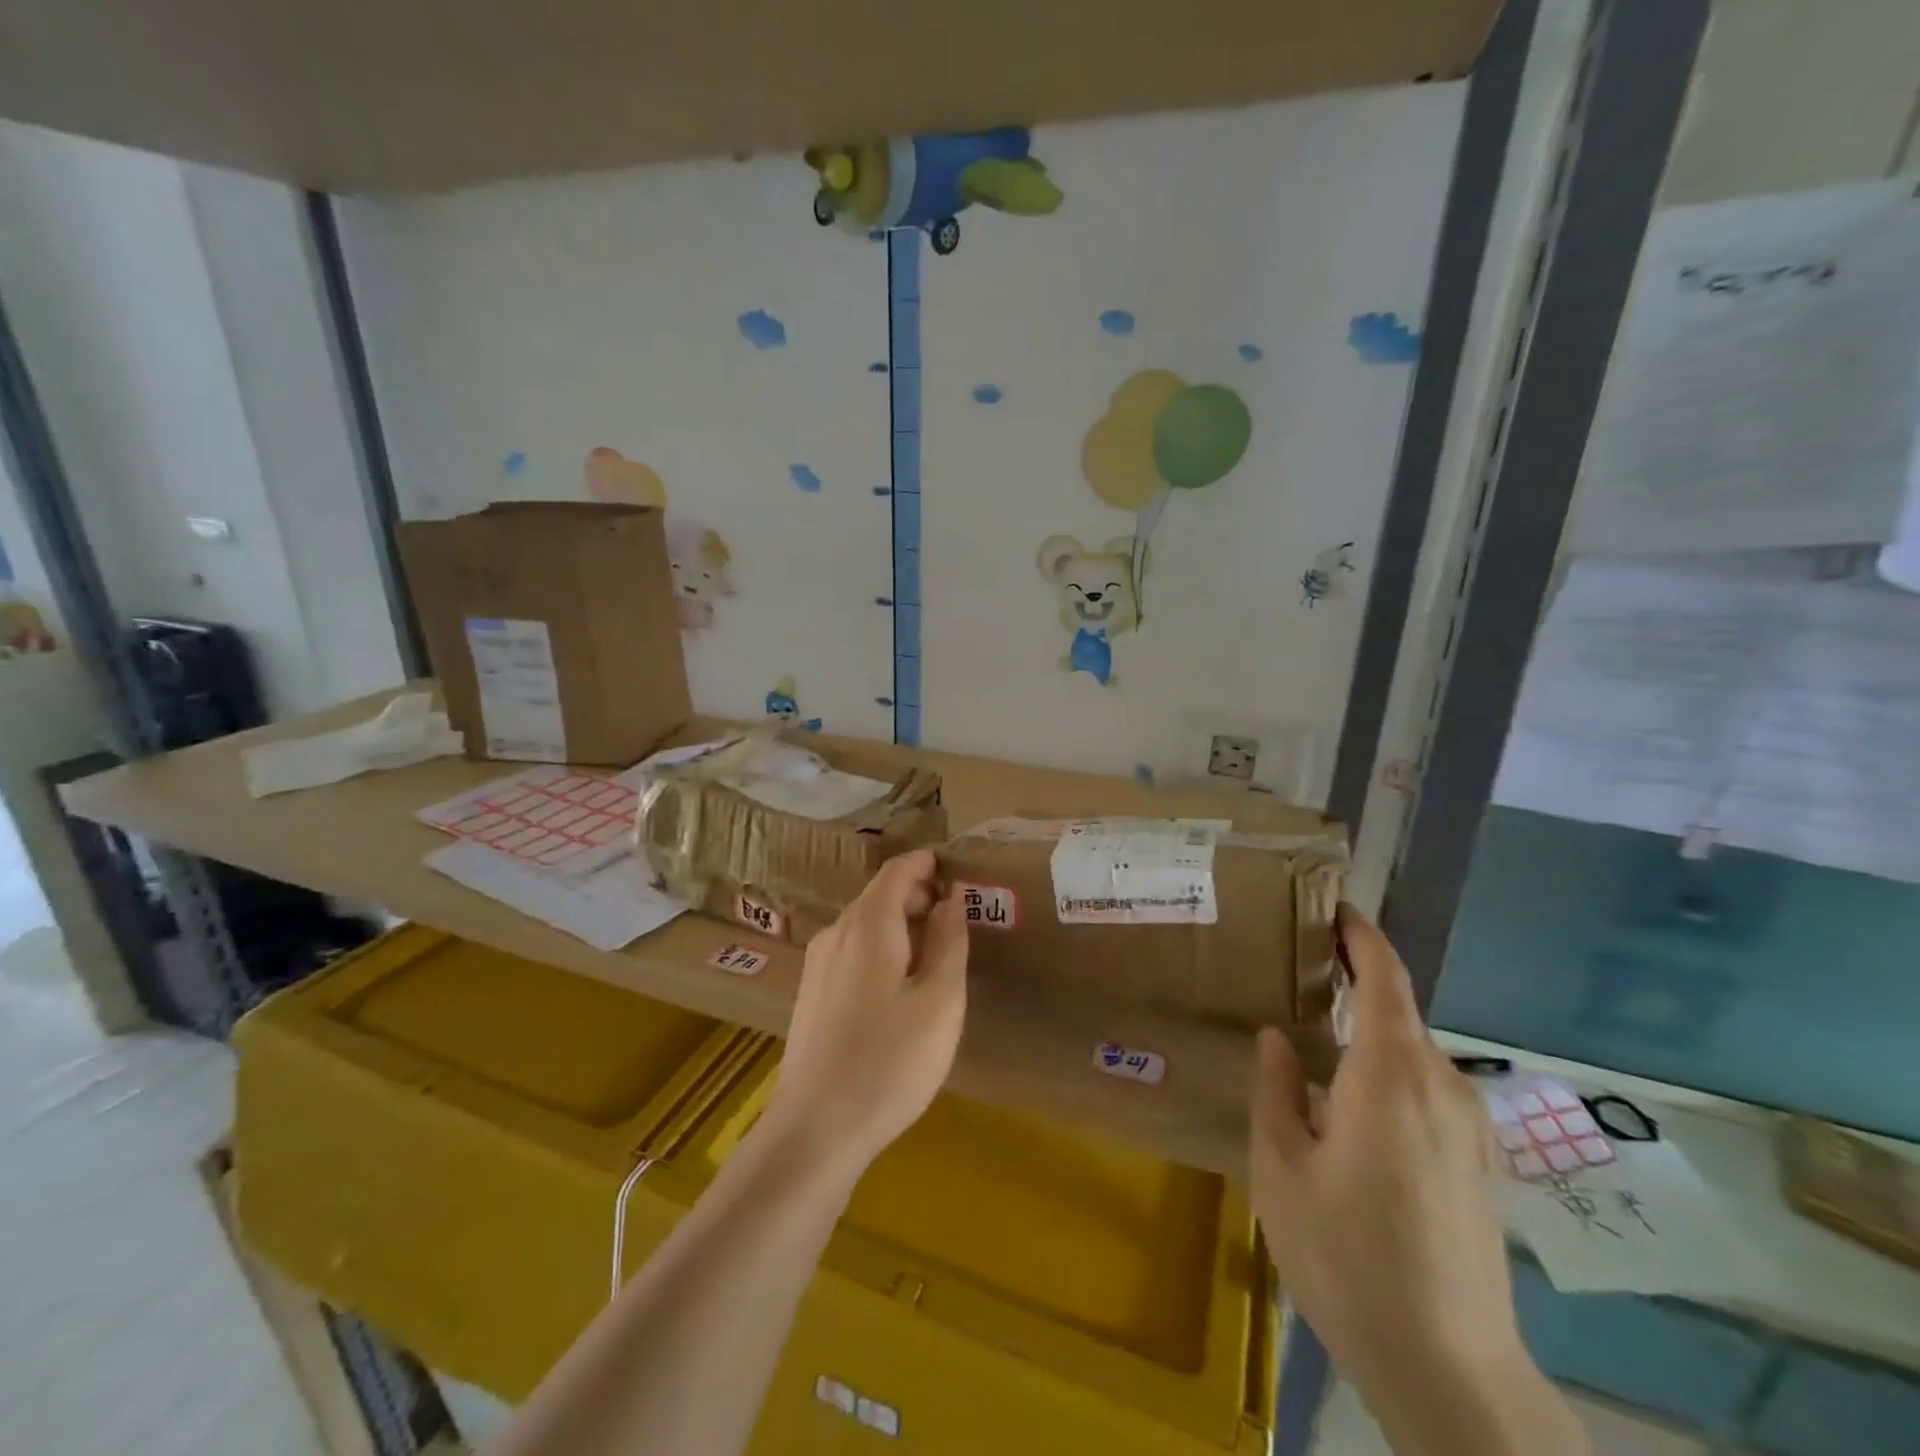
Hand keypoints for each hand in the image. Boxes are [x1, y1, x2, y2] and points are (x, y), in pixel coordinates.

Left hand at [765, 849, 968, 1181]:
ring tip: (935, 951)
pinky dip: (881, 947)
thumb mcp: (939, 1000)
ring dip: (901, 923)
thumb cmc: (890, 1061)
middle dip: (918, 894)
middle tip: (957, 916)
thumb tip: (952, 897)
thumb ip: (950, 940)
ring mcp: (818, 964)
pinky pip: (852, 949)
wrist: (815, 1130)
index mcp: (868, 925)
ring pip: (864, 923)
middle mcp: (836, 932)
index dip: (927, 863)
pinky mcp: (811, 993)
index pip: (897, 870)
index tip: (958, 870)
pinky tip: (900, 984)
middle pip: (879, 894)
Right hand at [1251, 906, 1574, 1453]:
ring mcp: (1471, 1127)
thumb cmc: (1347, 1255)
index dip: (1362, 937)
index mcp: (1390, 1075)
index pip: (1385, 979)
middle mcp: (1442, 1086)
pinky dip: (1392, 1070)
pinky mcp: (1482, 1163)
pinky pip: (1431, 1089)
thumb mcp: (1282, 1167)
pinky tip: (1357, 1106)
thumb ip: (1276, 1089)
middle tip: (1302, 976)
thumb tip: (1278, 1036)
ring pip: (1415, 1054)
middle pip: (1400, 1013)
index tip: (1333, 908)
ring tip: (1322, 1040)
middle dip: (1357, 984)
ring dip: (1373, 1033)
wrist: (1450, 1368)